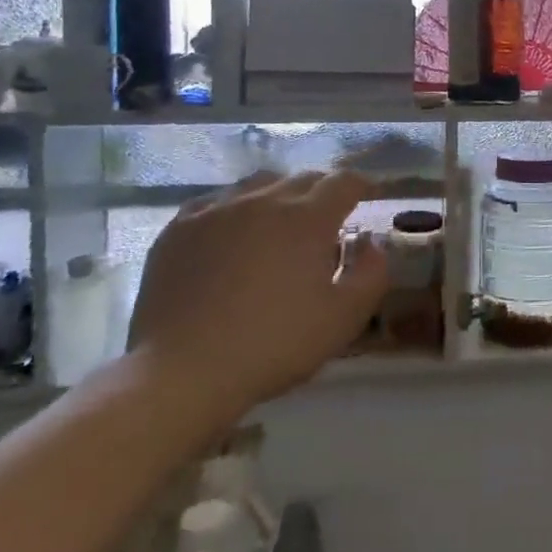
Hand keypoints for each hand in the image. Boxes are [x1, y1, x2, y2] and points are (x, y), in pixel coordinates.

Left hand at [127, 170, 387, 413]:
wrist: (183, 372)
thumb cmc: (274, 344)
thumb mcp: (344, 318)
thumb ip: (372, 275)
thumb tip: (371, 245)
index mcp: (308, 218)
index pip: (343, 182)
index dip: (361, 184)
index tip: (368, 194)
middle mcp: (263, 201)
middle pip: (302, 179)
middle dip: (323, 191)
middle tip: (329, 215)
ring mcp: (216, 211)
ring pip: (258, 184)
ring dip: (280, 195)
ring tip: (281, 220)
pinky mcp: (178, 230)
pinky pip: (216, 203)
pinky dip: (236, 209)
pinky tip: (232, 232)